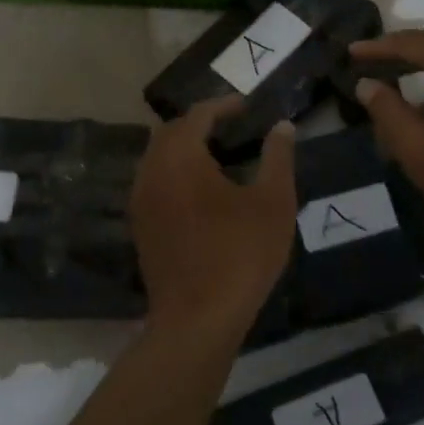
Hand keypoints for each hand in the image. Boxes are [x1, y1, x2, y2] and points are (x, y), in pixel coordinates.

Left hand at [130, 98, 296, 343]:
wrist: (197, 320)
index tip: (246, 106)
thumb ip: (278, 158)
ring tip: (219, 156)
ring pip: (158, 158)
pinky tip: (202, 191)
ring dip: (184, 148)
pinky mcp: (141, 227)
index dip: (222, 105)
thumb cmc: (240, 255)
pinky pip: (154, 182)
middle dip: (199, 123)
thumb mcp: (273, 203)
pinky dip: (175, 172)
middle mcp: (152, 172)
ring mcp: (141, 201)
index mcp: (180, 158)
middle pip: (170, 132)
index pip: (197, 115)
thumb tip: (282, 127)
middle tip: (232, 127)